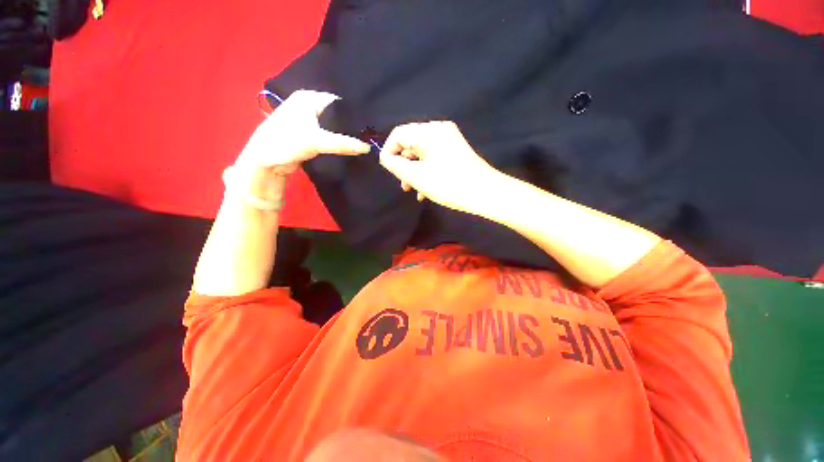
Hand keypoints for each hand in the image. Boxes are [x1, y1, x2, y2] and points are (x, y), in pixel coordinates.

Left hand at [228, 90, 370, 200]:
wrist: (265, 162)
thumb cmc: (286, 142)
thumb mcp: (317, 141)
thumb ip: (344, 144)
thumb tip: (368, 148)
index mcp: (308, 98)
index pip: (339, 102)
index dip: (354, 114)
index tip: (370, 126)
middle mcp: (309, 106)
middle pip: (337, 115)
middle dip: (350, 126)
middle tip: (369, 136)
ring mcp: (309, 121)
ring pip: (333, 127)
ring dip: (344, 136)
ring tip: (363, 142)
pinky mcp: (310, 136)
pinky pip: (329, 137)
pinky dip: (338, 142)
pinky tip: (350, 148)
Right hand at [378, 121, 499, 213]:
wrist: (485, 193)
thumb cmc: (449, 185)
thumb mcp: (417, 177)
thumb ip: (396, 165)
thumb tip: (386, 158)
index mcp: (429, 131)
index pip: (399, 134)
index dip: (389, 151)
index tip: (388, 171)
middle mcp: (439, 130)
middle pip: (410, 143)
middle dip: (403, 164)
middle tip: (403, 185)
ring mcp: (449, 140)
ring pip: (421, 153)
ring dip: (414, 171)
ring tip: (412, 190)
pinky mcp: (454, 151)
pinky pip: (433, 157)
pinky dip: (426, 171)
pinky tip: (424, 190)